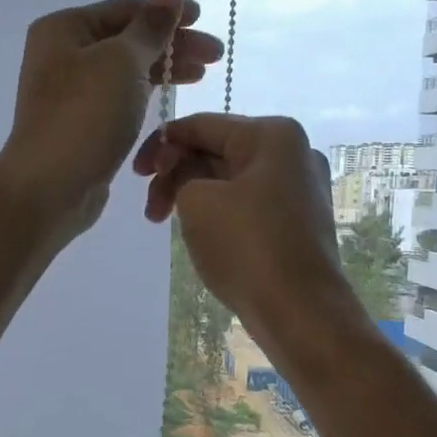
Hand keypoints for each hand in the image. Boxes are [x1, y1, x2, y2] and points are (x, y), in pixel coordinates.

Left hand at [0, 0, 223, 239]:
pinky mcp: (83, 124)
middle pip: (127, 40)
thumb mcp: (122, 62)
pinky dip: (147, 94)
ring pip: (126, 71)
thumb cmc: (85, 116)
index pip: (125, 9)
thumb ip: (150, 27)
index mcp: (64, 29)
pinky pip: (121, 99)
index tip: (205, 20)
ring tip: (202, 75)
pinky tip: (171, 97)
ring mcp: (71, 93)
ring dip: (164, 69)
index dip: (167, 14)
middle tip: (215, 55)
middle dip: (172, 45)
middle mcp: (63, 56)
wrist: (50, 187)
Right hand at [133, 113, 351, 333]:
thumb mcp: (196, 200)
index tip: (135, 175)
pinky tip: (201, 235)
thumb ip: (180, 172)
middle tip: (152, 210)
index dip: (160, 145)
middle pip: (217, 151)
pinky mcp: (298, 221)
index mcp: (273, 135)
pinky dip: (217, 212)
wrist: (299, 311)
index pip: (202, 125)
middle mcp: (293, 153)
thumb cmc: (246, 246)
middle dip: (176, 175)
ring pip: (230, 180)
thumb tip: (184, 171)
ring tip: (168, 226)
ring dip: (192, 196)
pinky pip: (246, 203)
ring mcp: (300, 188)